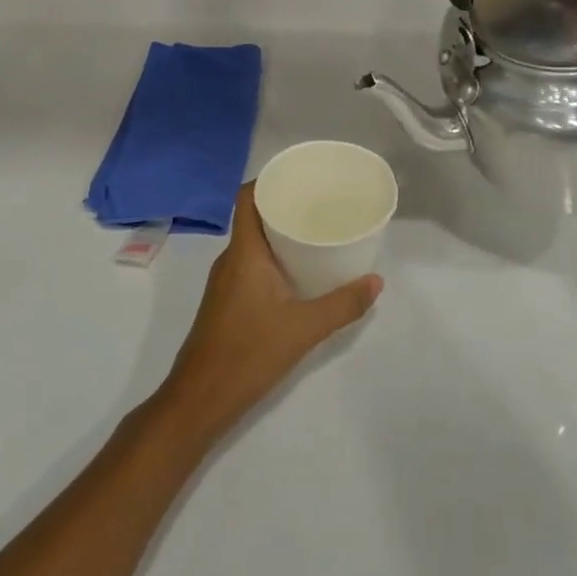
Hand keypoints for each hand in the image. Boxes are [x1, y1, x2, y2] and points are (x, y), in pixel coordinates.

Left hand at [154, 184, 381, 447]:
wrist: (200, 400)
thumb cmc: (248, 354)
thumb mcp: (304, 329)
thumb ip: (342, 304)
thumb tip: (376, 281)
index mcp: (244, 253)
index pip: (247, 198)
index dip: (269, 180)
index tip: (300, 175)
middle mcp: (231, 260)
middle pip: (254, 218)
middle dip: (285, 206)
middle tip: (321, 202)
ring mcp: (226, 282)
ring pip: (254, 244)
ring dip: (281, 234)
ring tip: (317, 232)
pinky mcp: (228, 302)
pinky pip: (252, 265)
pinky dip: (275, 258)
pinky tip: (300, 272)